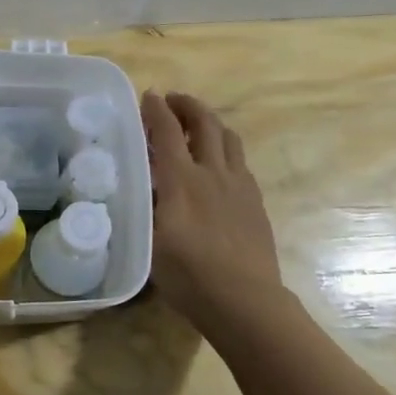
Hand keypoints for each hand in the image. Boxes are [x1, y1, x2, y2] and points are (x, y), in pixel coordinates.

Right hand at [143, 90, 282, 332]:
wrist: (244, 300)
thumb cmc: (189, 275)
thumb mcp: (150, 242)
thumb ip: (145, 207)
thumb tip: (140, 185)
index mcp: (182, 180)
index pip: (167, 132)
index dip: (156, 110)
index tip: (148, 95)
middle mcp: (213, 173)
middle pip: (205, 124)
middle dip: (188, 106)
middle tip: (173, 101)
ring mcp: (240, 186)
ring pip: (228, 138)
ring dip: (210, 123)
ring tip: (197, 125)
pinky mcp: (255, 202)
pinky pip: (240, 162)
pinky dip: (225, 149)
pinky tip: (218, 164)